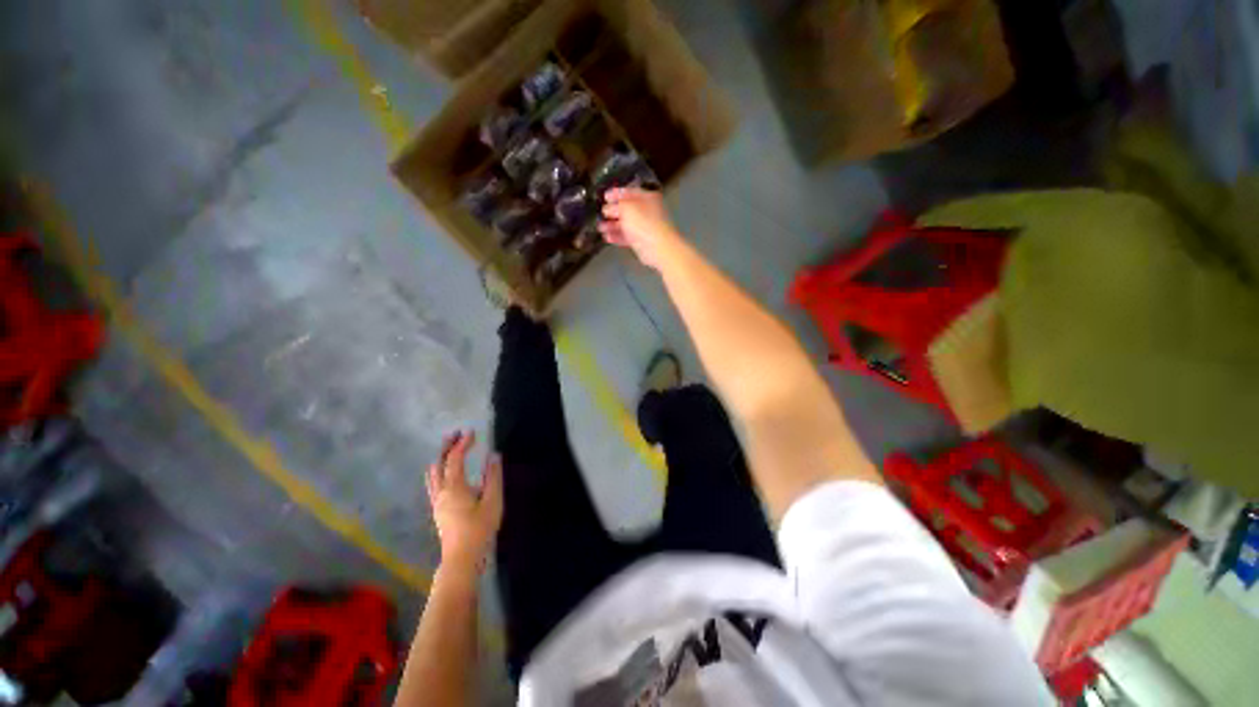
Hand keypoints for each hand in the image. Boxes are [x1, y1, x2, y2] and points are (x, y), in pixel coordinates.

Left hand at [426, 431, 502, 576]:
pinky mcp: (438, 509)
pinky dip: (439, 470)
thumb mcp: (492, 501)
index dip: (463, 443)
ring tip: (450, 449)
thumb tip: (493, 455)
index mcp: (454, 486)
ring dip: (441, 458)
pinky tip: (445, 473)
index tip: (472, 432)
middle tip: (456, 434)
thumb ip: (493, 476)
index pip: (455, 458)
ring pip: (433, 474)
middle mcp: (441, 491)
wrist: (462, 557)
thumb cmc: (479, 528)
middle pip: (439, 463)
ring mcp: (437, 501)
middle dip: (447, 446)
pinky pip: (433, 483)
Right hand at [600, 188, 684, 270]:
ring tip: (600, 227)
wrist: (658, 247)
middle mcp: (646, 211)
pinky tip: (607, 237)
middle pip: (627, 209)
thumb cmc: (644, 223)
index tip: (604, 196)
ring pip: (626, 224)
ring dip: (612, 225)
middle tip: (601, 213)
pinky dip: (617, 236)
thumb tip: (608, 208)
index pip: (629, 192)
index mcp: (646, 197)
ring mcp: (644, 227)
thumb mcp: (626, 207)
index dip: (615, 193)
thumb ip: (615, 205)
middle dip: (612, 211)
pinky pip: (627, 237)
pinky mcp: (641, 241)